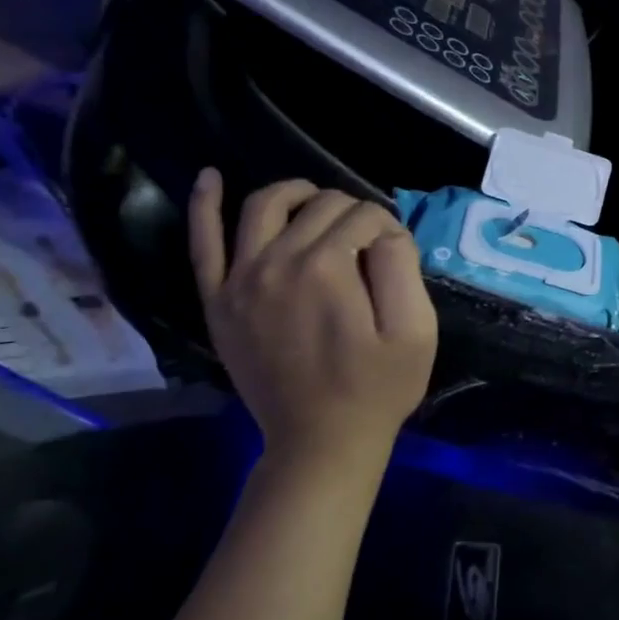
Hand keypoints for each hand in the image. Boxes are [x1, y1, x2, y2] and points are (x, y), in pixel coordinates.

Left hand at [189, 171, 437, 495]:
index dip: (389, 228)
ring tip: (317, 203)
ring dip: (296, 194)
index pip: (365, 216)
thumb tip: (386, 230)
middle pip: (320, 206)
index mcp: (327, 267)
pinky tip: (211, 178)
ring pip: (264, 206)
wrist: (320, 441)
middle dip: (353, 213)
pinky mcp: (218, 300)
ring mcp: (240, 279)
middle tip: (370, 243)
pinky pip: (203, 243)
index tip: (397, 256)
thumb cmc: (377, 387)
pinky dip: (205, 205)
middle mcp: (277, 261)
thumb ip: (403, 265)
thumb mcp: (415, 329)